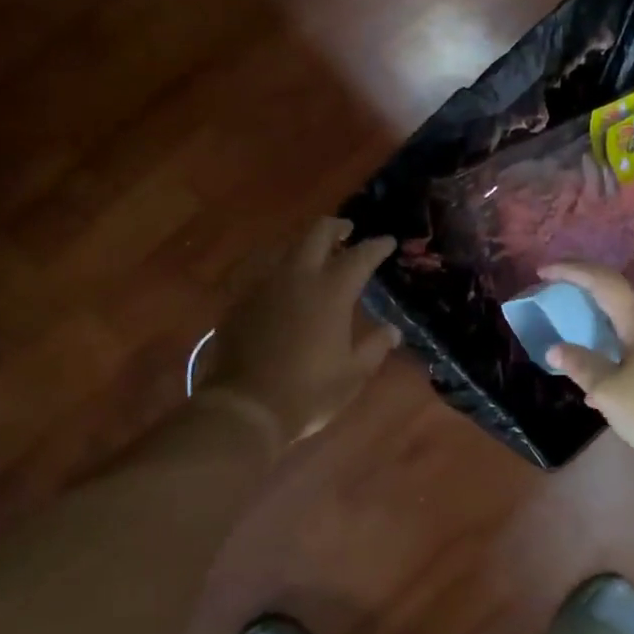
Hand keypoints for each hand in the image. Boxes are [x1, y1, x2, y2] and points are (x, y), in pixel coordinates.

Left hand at [198, 219, 401, 442]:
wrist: (246, 406)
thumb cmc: (309, 392)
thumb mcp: (353, 374)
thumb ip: (375, 347)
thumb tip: (392, 330)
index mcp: (331, 291)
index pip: (360, 256)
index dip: (377, 246)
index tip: (388, 242)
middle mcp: (298, 277)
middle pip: (317, 233)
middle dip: (336, 228)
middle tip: (348, 232)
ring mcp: (265, 285)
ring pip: (287, 248)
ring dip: (306, 245)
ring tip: (317, 255)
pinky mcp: (241, 300)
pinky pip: (264, 271)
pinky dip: (281, 269)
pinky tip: (285, 283)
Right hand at [538, 262, 633, 469]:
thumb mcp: (611, 392)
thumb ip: (582, 366)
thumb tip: (557, 348)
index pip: (602, 281)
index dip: (570, 271)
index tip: (542, 271)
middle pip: (618, 299)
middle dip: (585, 295)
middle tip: (556, 298)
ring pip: (629, 326)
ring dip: (600, 328)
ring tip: (574, 342)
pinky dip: (616, 352)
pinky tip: (604, 382)